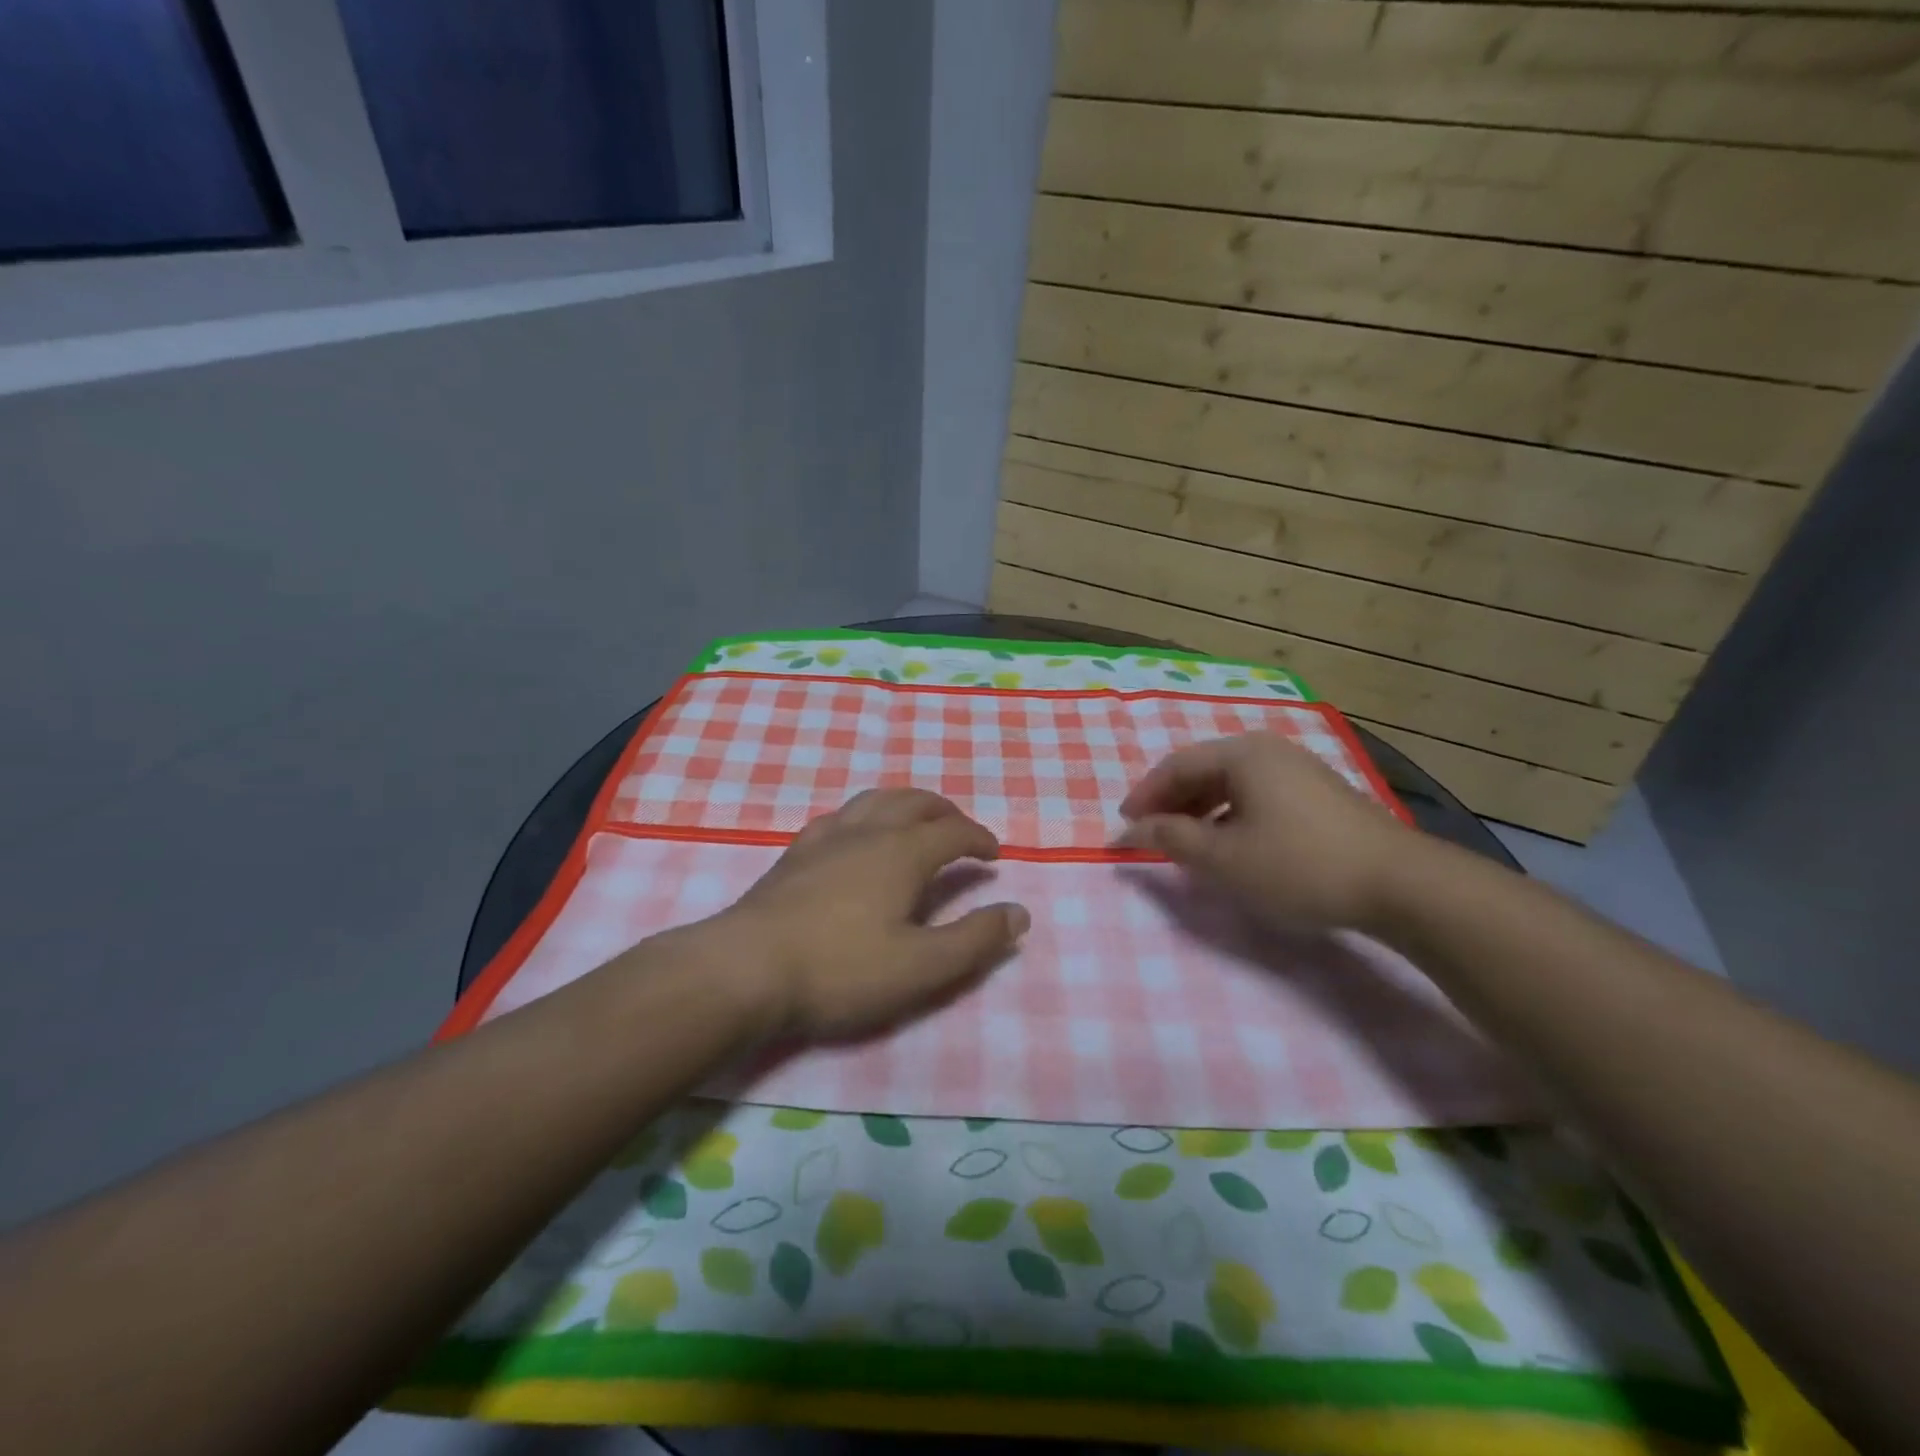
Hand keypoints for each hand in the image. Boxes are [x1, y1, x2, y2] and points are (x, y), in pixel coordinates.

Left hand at [706, 788, 1028, 1041]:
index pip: (954, 832)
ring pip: (875, 800)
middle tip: (961, 831)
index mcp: (903, 852)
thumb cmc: (841, 969)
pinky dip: (864, 815)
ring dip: (905, 804)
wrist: (746, 969)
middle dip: (945, 812)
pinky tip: (855, 834)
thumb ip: (975, 940)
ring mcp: (826, 838)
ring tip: (915, 821)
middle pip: (915, 802)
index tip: (994, 855)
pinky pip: (839, 816)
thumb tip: (1019, 913)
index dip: (980, 839)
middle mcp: (868, 832)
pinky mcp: (795, 853)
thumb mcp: (921, 967)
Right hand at [1118, 733, 1414, 932]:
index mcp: (1242, 754)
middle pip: (1203, 769)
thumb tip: (1129, 830)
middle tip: (1150, 834)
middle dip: (1171, 802)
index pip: (1175, 766)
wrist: (1399, 884)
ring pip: (1231, 783)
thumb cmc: (1298, 865)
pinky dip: (1230, 814)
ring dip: (1200, 810)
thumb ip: (1170, 839)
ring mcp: (1298, 768)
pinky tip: (1231, 843)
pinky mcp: (1318, 792)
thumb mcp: (1222, 858)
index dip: (1144, 797)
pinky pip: (1257, 794)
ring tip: (1185, 841)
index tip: (1123, 827)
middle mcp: (1268, 749)